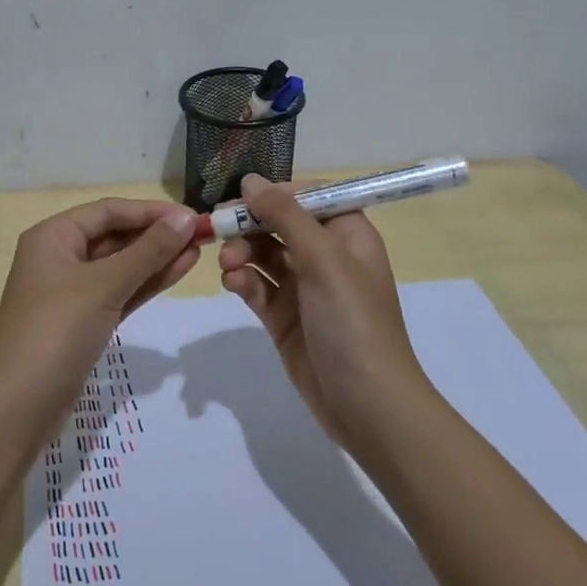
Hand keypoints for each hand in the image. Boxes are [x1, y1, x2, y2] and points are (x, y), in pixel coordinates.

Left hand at [0, 198, 200, 417]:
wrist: (19, 407)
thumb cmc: (56, 332)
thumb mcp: (103, 285)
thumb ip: (148, 251)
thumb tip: (187, 218)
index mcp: (53, 236)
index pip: (108, 211)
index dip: (151, 211)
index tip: (193, 216)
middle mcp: (60, 257)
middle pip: (115, 235)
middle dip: (157, 234)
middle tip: (204, 235)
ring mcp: (72, 292)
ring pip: (122, 265)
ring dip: (158, 258)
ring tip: (200, 251)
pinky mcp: (85, 321)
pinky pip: (121, 291)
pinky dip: (148, 282)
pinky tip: (179, 271)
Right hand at [218, 174, 430, 445]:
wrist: (367, 405)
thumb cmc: (352, 322)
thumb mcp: (323, 260)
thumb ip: (286, 216)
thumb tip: (251, 180)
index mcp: (347, 235)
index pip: (308, 197)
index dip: (276, 194)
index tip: (243, 199)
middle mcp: (326, 256)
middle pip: (279, 224)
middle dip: (250, 225)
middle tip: (220, 229)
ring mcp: (304, 289)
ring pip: (263, 255)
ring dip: (242, 253)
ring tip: (229, 266)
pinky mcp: (285, 318)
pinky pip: (258, 287)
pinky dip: (243, 281)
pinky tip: (233, 285)